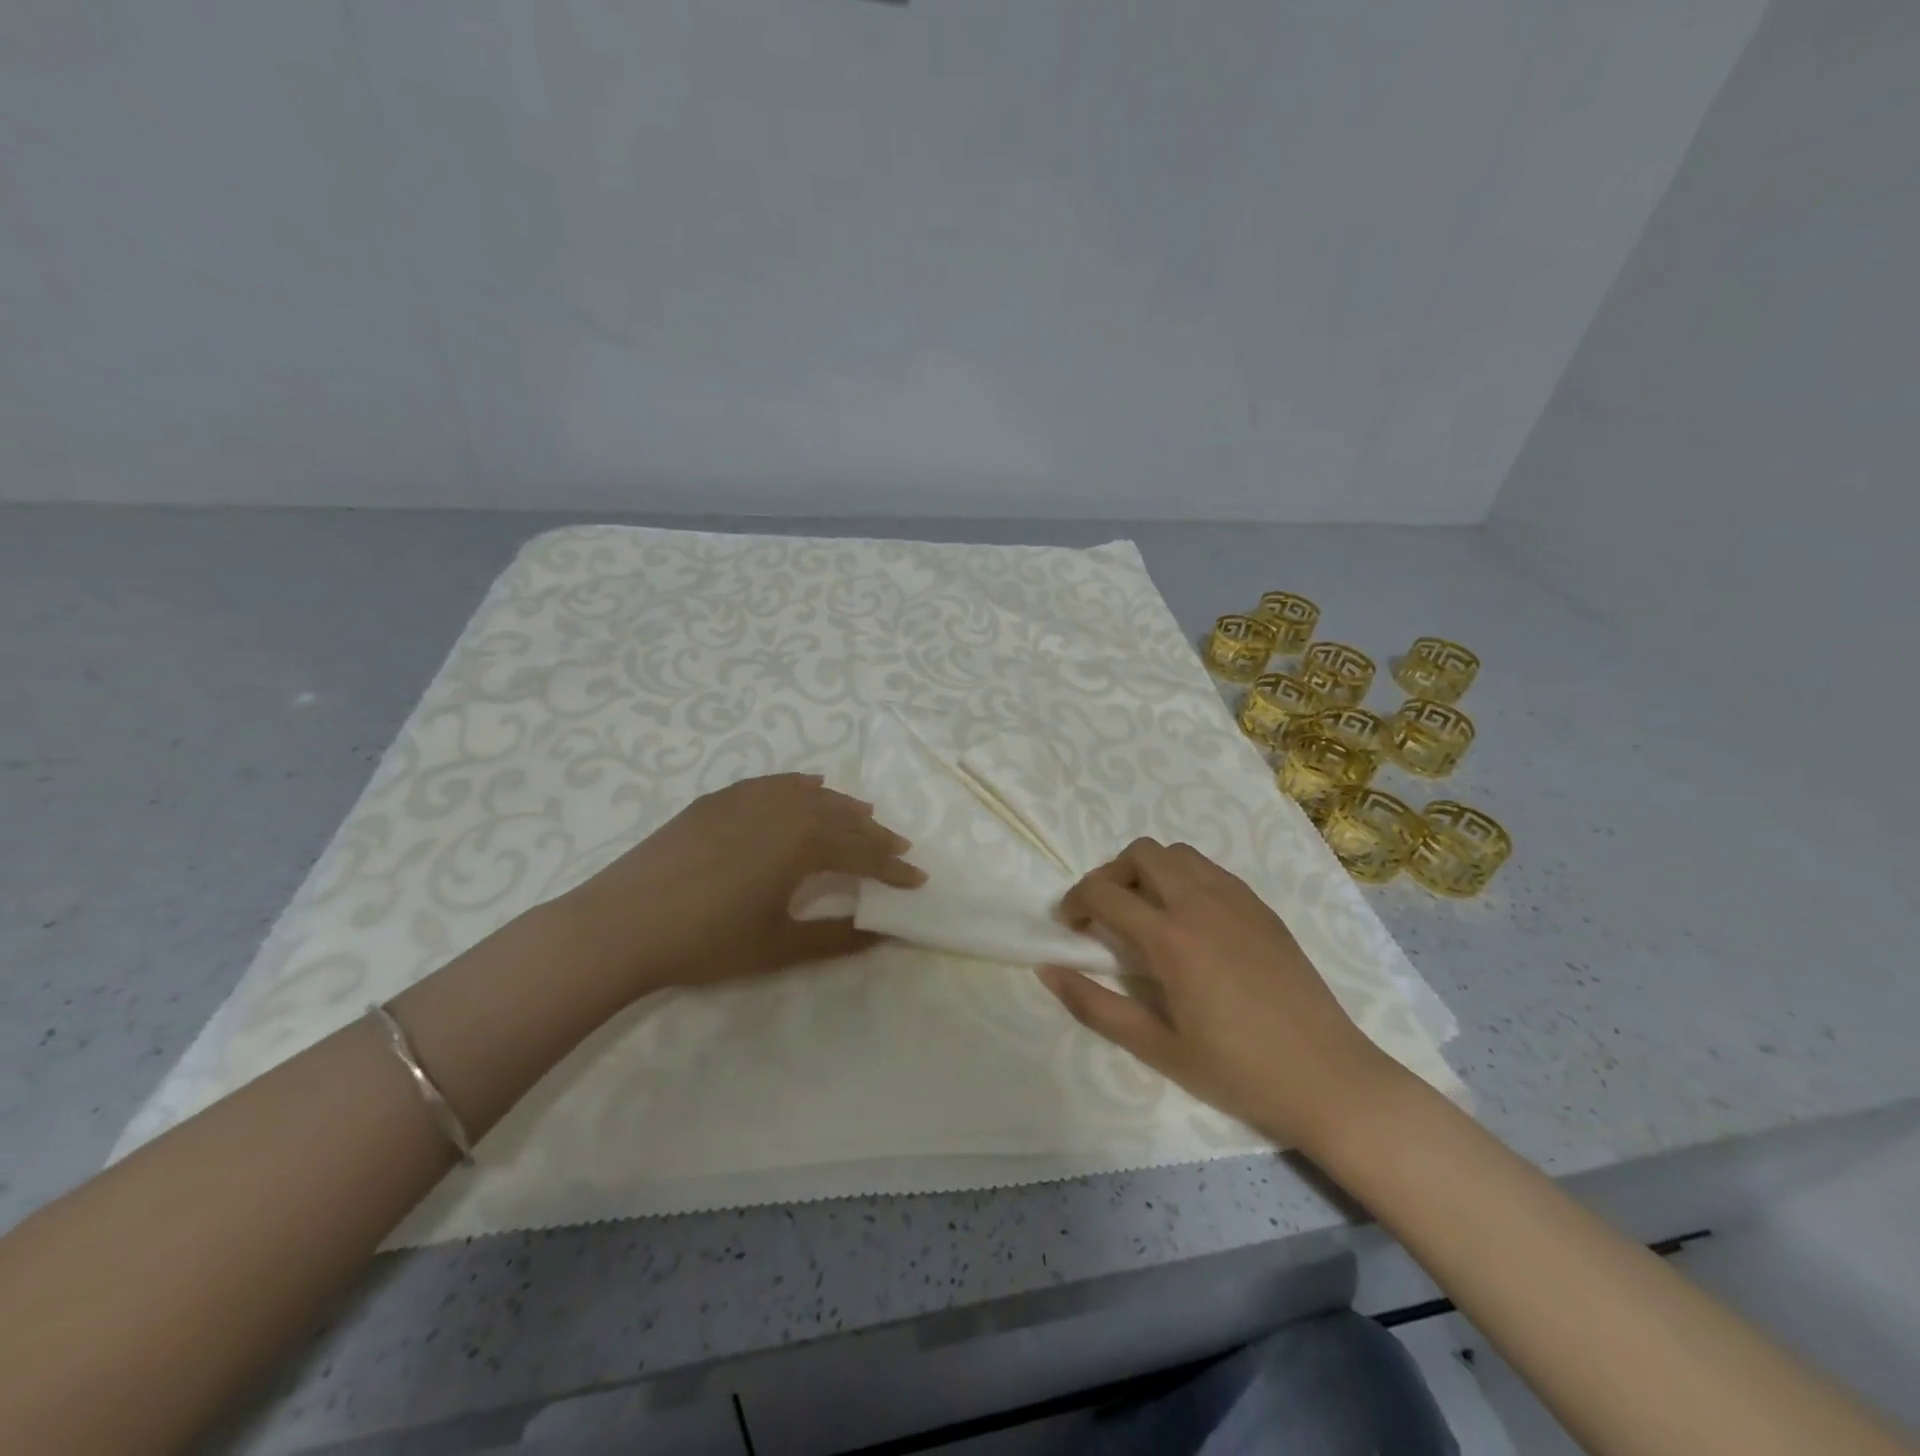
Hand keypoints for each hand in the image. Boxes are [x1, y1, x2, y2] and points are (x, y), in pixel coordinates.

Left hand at [558, 773, 923, 994]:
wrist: (621, 924)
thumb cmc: (706, 941)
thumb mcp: (779, 946)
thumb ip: (838, 938)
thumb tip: (885, 935)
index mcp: (804, 843)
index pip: (863, 853)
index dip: (893, 870)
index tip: (919, 880)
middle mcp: (784, 809)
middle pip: (843, 818)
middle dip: (875, 835)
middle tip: (897, 849)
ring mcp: (748, 799)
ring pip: (811, 795)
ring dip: (842, 807)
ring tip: (862, 817)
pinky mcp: (718, 799)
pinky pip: (773, 783)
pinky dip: (799, 786)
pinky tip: (808, 787)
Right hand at [1038, 838, 1401, 1152]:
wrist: (1330, 1079)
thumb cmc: (1238, 1071)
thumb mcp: (1157, 1048)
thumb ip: (1095, 1006)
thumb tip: (1047, 971)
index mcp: (1171, 938)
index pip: (1103, 893)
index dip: (1074, 902)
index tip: (1069, 927)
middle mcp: (1201, 903)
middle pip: (1140, 853)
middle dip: (1110, 875)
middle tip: (1104, 915)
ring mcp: (1237, 900)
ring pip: (1178, 853)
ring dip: (1149, 871)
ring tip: (1146, 913)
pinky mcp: (1262, 908)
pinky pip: (1211, 870)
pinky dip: (1184, 878)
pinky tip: (1190, 922)